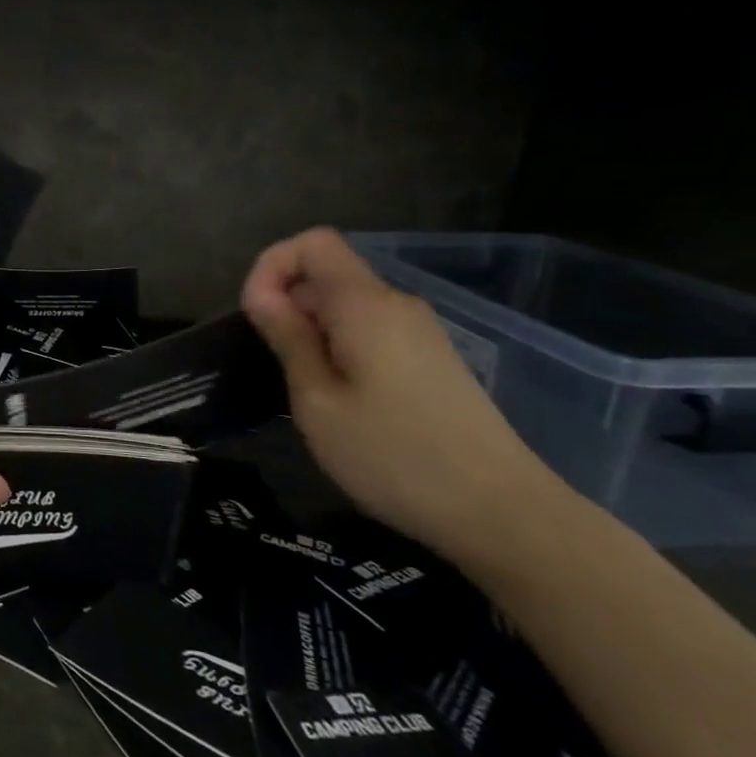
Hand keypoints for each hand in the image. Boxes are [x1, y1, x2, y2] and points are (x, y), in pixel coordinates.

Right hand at [240, 228, 562, 550]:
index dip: (271, 266)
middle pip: (328, 274)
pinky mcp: (431, 360)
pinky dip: (340, 348)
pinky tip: (342, 401)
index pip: (313, 243)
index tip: (255, 316)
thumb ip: (288, 338)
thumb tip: (262, 295)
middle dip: (287, 304)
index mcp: (366, 304)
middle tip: (274, 365)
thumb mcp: (317, 401)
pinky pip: (370, 332)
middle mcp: (396, 305)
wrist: (500, 513)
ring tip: (306, 390)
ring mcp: (420, 333)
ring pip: (347, 307)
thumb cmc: (392, 455)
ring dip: (312, 332)